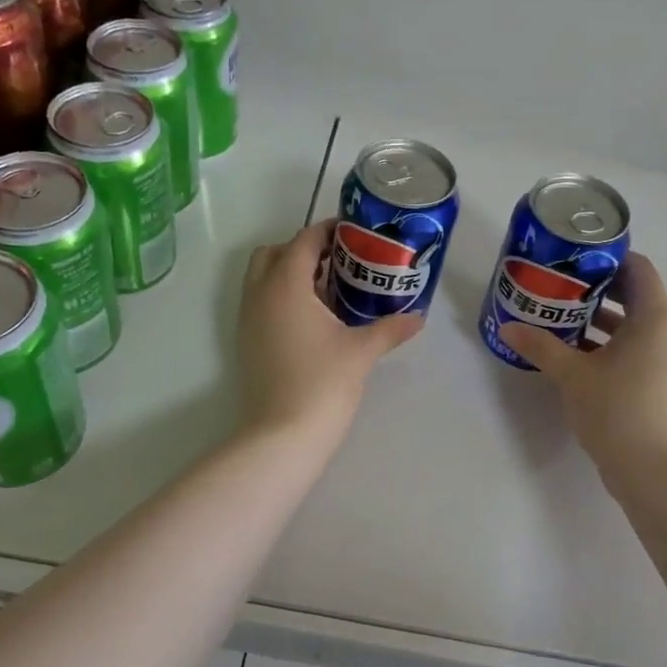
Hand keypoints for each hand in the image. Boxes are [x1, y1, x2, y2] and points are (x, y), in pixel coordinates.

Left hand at [237, 219, 421, 444]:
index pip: (303, 241)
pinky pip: (261, 302)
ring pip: (262, 278)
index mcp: (285, 285)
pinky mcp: (247, 341)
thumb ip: (390, 328)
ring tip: (329, 289)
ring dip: (290, 273)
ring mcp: (248, 319)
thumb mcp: (361, 351)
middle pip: (274, 253)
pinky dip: (281, 296)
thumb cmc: (323, 383)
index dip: (328, 231)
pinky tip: (313, 319)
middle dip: (303, 250)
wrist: (282, 435)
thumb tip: (418, 317)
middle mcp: (259, 294)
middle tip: (338, 261)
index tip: (353, 233)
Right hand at [498, 252, 666, 478]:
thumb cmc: (617, 409)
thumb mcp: (572, 374)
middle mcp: (665, 335)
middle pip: (634, 296)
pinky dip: (606, 346)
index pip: (639, 269)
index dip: (610, 258)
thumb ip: (540, 347)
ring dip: (599, 320)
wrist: (654, 471)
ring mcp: (665, 363)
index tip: (575, 258)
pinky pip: (632, 352)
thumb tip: (508, 327)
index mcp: (653, 319)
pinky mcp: (657, 386)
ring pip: (631, 328)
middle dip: (597, 290)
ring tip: (559, 318)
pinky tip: (573, 356)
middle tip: (559, 286)